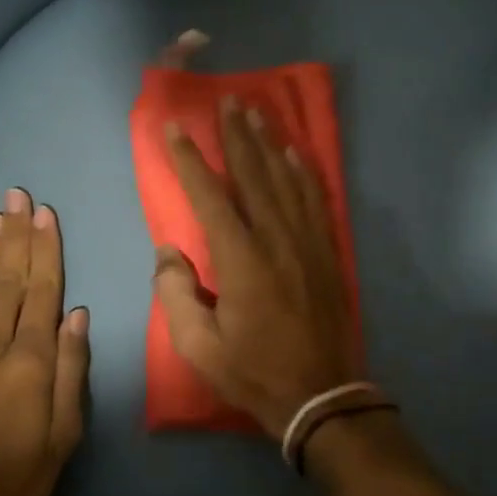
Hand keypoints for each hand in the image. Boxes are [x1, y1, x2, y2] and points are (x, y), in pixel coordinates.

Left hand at [0, 188, 89, 495]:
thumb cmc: (15, 483)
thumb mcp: (62, 438)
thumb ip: (70, 373)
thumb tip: (77, 317)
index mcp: (28, 365)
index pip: (41, 294)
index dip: (44, 251)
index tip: (45, 214)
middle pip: (6, 282)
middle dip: (14, 236)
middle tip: (16, 195)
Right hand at [155, 97, 357, 435]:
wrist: (321, 394)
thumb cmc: (254, 372)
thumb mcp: (199, 347)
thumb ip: (176, 294)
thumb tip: (169, 253)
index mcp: (240, 261)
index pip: (210, 197)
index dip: (190, 161)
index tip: (175, 129)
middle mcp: (276, 240)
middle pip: (254, 176)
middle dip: (236, 136)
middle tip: (227, 101)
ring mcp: (307, 244)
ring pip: (286, 181)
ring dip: (269, 144)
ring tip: (256, 113)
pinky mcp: (327, 253)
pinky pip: (316, 202)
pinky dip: (305, 174)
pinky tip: (296, 155)